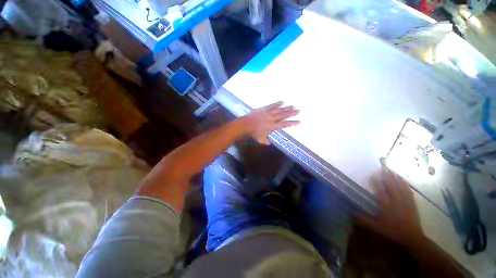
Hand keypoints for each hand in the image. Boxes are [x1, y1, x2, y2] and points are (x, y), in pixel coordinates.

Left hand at [243, 101, 299, 144]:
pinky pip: (272, 106)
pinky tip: (282, 101)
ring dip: (286, 108)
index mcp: (273, 127)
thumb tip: (269, 144)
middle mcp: (272, 119)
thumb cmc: (253, 133)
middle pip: (284, 115)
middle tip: (299, 110)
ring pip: (279, 110)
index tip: (299, 121)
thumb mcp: (260, 139)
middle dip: (292, 113)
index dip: (292, 123)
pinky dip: (277, 103)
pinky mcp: (264, 109)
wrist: (246, 125)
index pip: (285, 124)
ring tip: (293, 105)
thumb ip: (266, 142)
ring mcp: (268, 113)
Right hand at [358, 169, 423, 243]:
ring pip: (400, 187)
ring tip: (391, 171)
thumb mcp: (376, 228)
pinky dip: (405, 184)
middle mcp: (396, 202)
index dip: (377, 182)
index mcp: (386, 206)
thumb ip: (363, 220)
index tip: (373, 175)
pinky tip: (403, 180)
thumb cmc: (392, 232)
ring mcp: (405, 202)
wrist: (412, 238)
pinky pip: (408, 192)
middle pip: (391, 186)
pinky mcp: (412, 204)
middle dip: (387, 176)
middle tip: (383, 168)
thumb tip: (350, 212)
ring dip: (396, 178)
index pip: (381, 191)